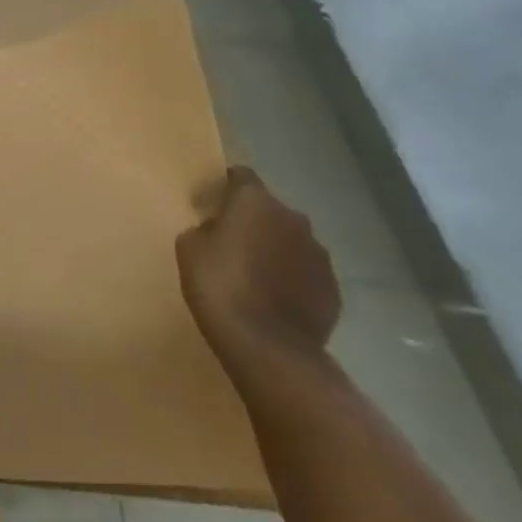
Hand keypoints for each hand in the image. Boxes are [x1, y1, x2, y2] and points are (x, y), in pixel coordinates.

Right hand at [177, 167, 339, 373]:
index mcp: (255, 202)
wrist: (268, 345)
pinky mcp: (332, 287)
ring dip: (274, 250)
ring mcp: (319, 254)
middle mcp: (293, 219)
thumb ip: (205, 229)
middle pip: (269, 209)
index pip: (241, 176)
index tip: (211, 202)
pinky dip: (291, 278)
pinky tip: (273, 299)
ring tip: (254, 275)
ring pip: (290, 241)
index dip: (225, 186)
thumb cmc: (219, 286)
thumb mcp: (189, 249)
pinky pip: (305, 272)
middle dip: (252, 221)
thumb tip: (217, 230)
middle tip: (230, 243)